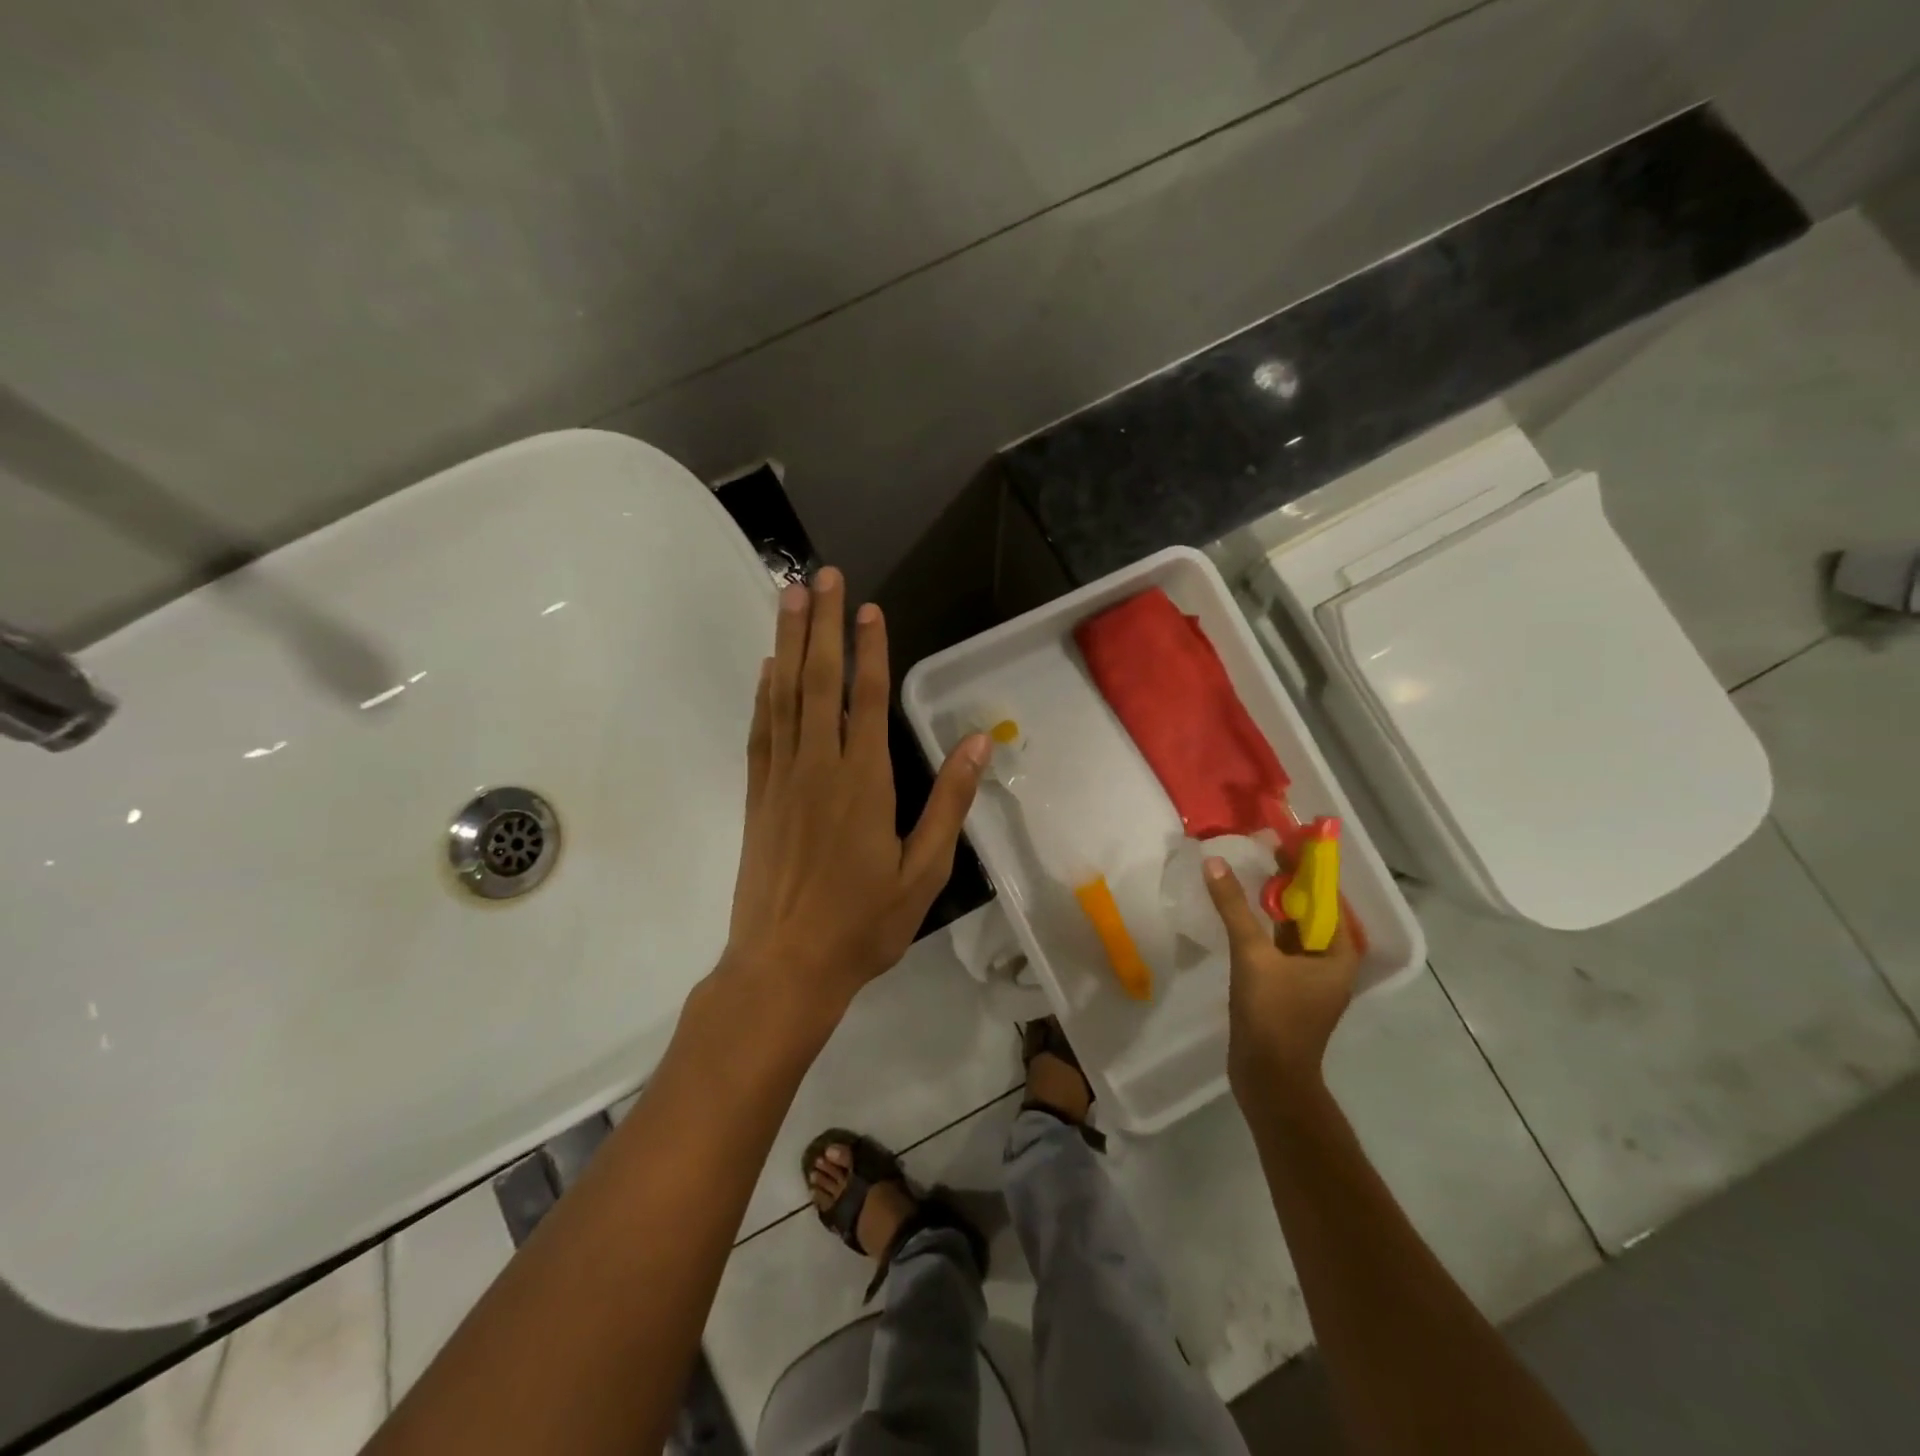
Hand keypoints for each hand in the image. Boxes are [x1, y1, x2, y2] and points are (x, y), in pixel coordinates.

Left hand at [723, 567, 990, 1014]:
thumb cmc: (863, 924)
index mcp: (864, 782)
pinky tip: (766, 669)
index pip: (868, 698)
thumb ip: (949, 802)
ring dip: (786, 643)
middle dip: (820, 624)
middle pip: (819, 681)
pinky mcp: (756, 797)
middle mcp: (819, 767)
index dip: (869, 649)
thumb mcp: (923, 871)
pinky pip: (761, 732)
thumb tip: (977, 743)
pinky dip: (764, 694)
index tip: (867, 608)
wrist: (784, 967)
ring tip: (787, 597)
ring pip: (784, 696)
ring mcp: (781, 779)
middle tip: (819, 576)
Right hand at [1204, 855, 1360, 1099]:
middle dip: (1286, 881)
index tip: (1282, 840)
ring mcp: (1309, 976)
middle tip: (1260, 849)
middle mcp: (1330, 961)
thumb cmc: (1273, 1015)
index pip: (1326, 896)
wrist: (1269, 1079)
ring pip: (1292, 927)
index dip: (1305, 867)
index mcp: (1338, 952)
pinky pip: (1278, 945)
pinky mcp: (1287, 988)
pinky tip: (1241, 911)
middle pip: (1309, 910)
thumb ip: (1234, 908)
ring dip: (1273, 902)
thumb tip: (1214, 862)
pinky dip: (1263, 925)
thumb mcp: (1252, 955)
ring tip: (1248, 871)